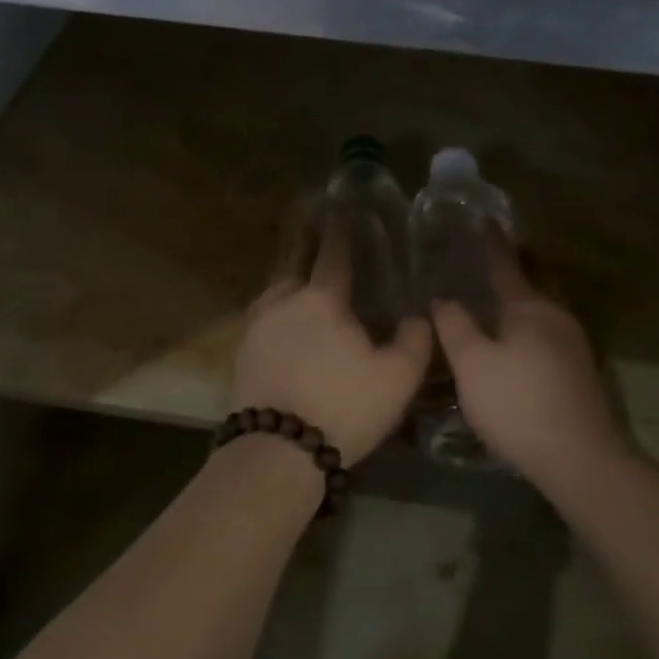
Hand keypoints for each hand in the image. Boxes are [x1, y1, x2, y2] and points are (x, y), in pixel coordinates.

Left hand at [229, 225, 432, 465]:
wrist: (278, 450)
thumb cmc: (344, 407)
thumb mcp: (397, 378)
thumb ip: (414, 341)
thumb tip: (418, 316)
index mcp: (322, 299)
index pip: (334, 254)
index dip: (342, 231)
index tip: (344, 209)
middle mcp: (283, 302)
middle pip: (297, 271)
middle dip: (310, 260)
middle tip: (324, 259)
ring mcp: (256, 327)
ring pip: (275, 297)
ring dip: (291, 294)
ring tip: (305, 303)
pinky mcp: (240, 354)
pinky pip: (262, 324)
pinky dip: (277, 323)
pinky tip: (286, 337)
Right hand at [429, 239, 628, 489]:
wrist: (579, 458)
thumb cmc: (517, 403)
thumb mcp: (472, 363)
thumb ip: (454, 325)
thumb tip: (443, 299)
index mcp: (530, 308)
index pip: (505, 265)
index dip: (490, 243)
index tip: (483, 220)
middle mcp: (557, 317)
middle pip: (527, 286)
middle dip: (507, 273)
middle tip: (478, 264)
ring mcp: (572, 345)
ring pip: (537, 314)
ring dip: (514, 305)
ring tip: (487, 305)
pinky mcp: (577, 372)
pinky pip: (543, 335)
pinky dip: (523, 329)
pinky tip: (509, 345)